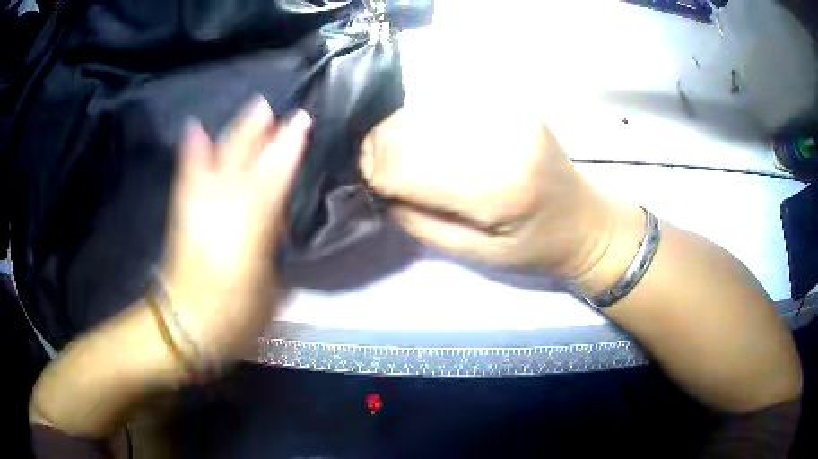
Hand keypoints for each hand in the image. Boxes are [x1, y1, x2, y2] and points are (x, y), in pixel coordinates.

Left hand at [163, 97, 311, 362]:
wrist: (188, 321)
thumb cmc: (236, 313)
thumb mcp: (270, 285)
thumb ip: (274, 244)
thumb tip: (277, 219)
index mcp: (250, 225)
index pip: (275, 177)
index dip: (289, 148)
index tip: (302, 122)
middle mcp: (224, 205)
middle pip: (246, 160)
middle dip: (263, 132)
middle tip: (278, 108)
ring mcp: (200, 204)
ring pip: (220, 158)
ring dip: (237, 132)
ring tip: (254, 108)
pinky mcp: (184, 210)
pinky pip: (188, 174)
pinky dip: (193, 151)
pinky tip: (196, 128)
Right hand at [360, 108, 620, 280]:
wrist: (585, 221)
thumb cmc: (533, 248)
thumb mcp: (475, 255)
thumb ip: (420, 222)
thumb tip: (379, 187)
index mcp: (497, 189)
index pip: (410, 167)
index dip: (376, 171)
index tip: (365, 180)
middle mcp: (503, 138)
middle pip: (414, 128)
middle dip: (380, 147)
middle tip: (373, 165)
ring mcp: (510, 111)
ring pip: (428, 108)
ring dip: (400, 129)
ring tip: (395, 150)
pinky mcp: (513, 101)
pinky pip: (451, 100)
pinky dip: (427, 116)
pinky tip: (427, 134)